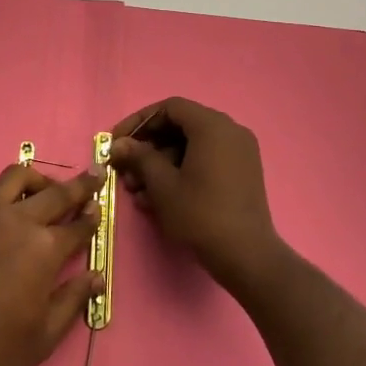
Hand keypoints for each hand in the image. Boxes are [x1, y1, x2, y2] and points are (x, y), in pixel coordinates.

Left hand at [0, 162, 103, 365]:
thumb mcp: (45, 335)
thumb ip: (73, 299)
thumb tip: (97, 276)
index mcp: (45, 249)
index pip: (78, 224)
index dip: (92, 216)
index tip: (99, 207)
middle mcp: (19, 221)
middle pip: (56, 192)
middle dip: (80, 185)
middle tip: (94, 175)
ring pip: (18, 177)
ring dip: (39, 180)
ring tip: (45, 191)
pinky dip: (7, 196)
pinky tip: (7, 215)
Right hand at [110, 97, 284, 292]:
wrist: (247, 257)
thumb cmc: (201, 214)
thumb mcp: (163, 185)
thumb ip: (139, 157)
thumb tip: (119, 144)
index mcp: (212, 125)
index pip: (169, 108)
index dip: (139, 122)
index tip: (118, 141)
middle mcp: (230, 130)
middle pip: (180, 127)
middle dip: (149, 148)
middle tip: (125, 170)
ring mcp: (239, 152)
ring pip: (191, 147)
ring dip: (161, 164)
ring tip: (137, 192)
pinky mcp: (242, 173)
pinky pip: (206, 160)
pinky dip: (182, 172)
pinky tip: (159, 199)